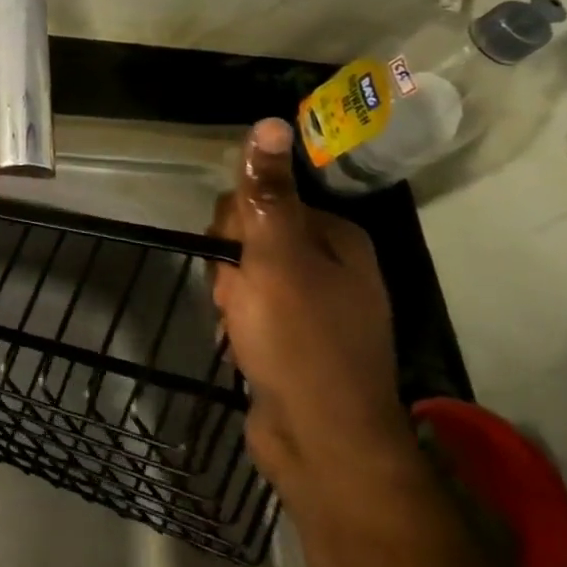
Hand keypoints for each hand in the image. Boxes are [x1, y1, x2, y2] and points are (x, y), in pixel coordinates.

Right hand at [211, 119, 413, 506]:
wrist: (323, 445)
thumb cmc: (300, 340)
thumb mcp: (276, 256)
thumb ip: (267, 191)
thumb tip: (271, 121)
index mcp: (336, 238)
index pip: (262, 199)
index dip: (234, 225)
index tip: (231, 258)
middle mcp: (332, 266)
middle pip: (252, 234)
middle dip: (230, 263)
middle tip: (237, 297)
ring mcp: (316, 306)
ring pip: (246, 273)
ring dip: (231, 294)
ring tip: (239, 325)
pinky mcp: (298, 341)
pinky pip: (254, 308)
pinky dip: (240, 321)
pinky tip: (242, 342)